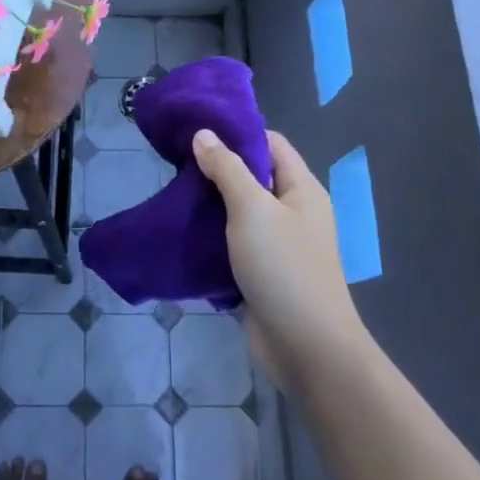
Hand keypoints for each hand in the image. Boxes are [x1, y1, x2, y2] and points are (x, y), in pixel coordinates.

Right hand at [192, 129, 365, 390]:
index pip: (270, 144)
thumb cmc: (284, 268)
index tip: (197, 131)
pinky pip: (232, 245)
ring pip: (238, 213)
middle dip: (216, 170)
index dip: (237, 133)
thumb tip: (204, 134)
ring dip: (209, 205)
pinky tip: (182, 234)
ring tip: (173, 195)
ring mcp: (277, 245)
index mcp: (301, 189)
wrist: (305, 348)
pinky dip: (210, 238)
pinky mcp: (261, 273)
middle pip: (253, 177)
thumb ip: (227, 169)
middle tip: (176, 164)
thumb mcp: (252, 209)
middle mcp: (292, 212)